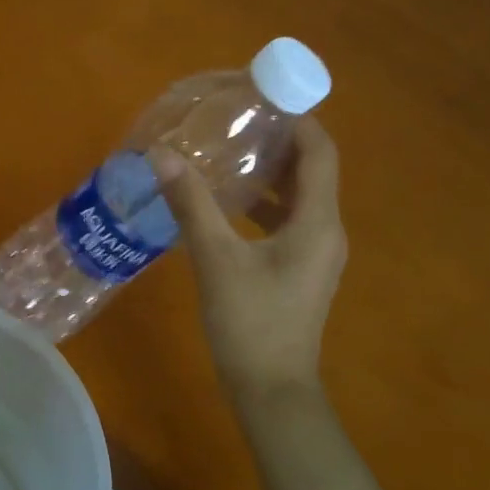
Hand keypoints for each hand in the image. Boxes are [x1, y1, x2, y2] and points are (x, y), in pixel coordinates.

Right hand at [152, 115, 346, 405]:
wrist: (272, 391)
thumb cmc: (251, 323)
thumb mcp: (217, 260)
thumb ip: (192, 205)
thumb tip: (163, 157)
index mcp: (317, 223)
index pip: (320, 153)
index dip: (298, 120)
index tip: (263, 98)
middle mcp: (325, 232)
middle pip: (310, 172)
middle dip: (278, 143)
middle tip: (236, 122)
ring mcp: (314, 255)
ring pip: (296, 199)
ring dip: (267, 175)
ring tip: (226, 155)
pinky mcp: (299, 272)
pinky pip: (286, 223)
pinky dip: (261, 206)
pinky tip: (224, 206)